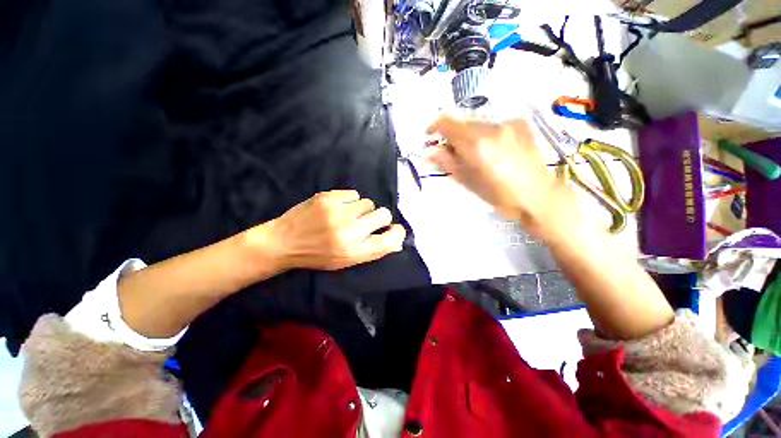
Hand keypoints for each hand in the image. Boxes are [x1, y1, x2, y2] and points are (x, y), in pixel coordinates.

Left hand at [256, 190, 405, 270]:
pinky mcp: (327, 198)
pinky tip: (337, 208)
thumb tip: (396, 240)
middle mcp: (349, 232)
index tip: (394, 230)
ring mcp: (338, 212)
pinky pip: (353, 194)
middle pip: (384, 215)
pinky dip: (350, 201)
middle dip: (380, 217)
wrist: (283, 242)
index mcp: (355, 251)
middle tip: (367, 221)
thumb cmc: (317, 256)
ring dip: (362, 209)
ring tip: (347, 215)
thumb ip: (372, 250)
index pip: (390, 240)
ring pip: (368, 202)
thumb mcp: (346, 261)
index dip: (397, 233)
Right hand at [426, 114, 572, 237]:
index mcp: (475, 143)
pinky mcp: (520, 124)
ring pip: (478, 122)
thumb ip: (446, 162)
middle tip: (452, 152)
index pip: (447, 121)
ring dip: (469, 134)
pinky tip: (493, 150)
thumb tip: (429, 152)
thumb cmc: (498, 194)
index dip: (434, 126)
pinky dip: (486, 133)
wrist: (536, 195)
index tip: (430, 136)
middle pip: (462, 121)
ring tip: (475, 154)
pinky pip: (494, 123)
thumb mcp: (467, 181)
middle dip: (452, 134)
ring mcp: (508, 123)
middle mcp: (491, 127)